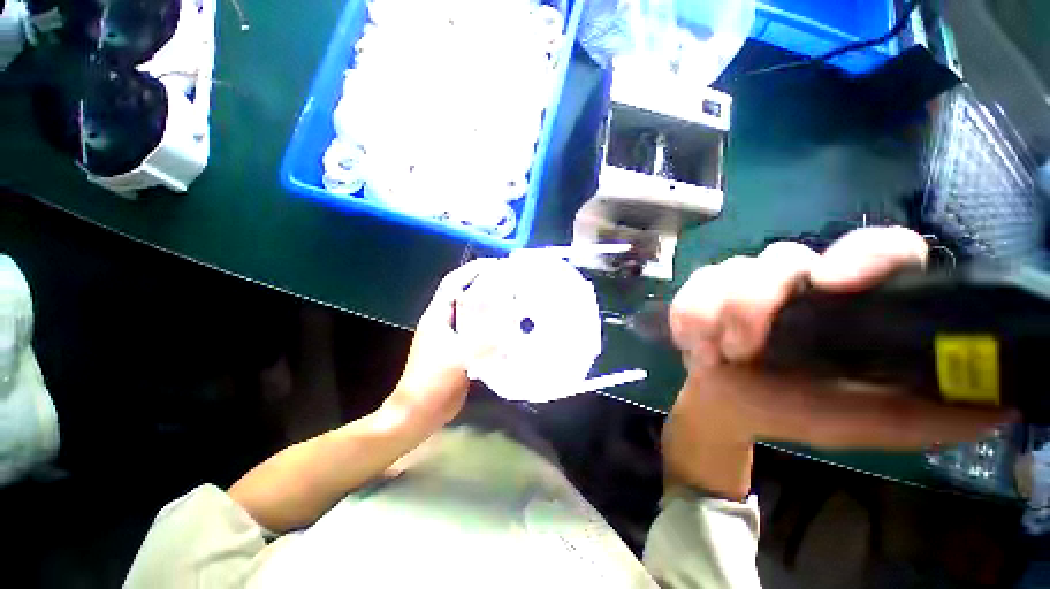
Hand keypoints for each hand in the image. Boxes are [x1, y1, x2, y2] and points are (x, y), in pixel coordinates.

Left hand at [386, 259, 497, 430]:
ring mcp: (451, 337)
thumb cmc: (433, 381)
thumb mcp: (459, 356)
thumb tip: (507, 319)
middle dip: (485, 286)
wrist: (419, 412)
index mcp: (438, 316)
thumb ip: (483, 338)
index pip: (453, 283)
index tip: (494, 264)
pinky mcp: (460, 351)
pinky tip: (508, 330)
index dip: (471, 270)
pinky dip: (491, 328)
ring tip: (513, 302)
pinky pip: (477, 332)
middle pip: (465, 296)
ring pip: (473, 315)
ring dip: (490, 307)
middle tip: (510, 283)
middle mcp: (444, 322)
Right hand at [663, 227, 1014, 498]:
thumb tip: (1004, 406)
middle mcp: (801, 280)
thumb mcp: (862, 425)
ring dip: (715, 312)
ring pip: (731, 269)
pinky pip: (693, 285)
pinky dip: (687, 314)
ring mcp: (747, 280)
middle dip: (755, 301)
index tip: (830, 282)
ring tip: (715, 353)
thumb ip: (924, 418)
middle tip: (743, 348)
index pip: (879, 248)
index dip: (862, 255)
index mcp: (851, 304)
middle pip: (782, 257)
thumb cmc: (794, 412)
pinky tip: (692, 343)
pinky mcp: (706, 288)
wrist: (727, 406)